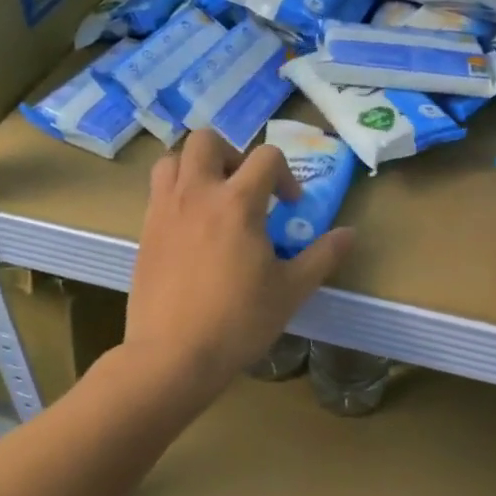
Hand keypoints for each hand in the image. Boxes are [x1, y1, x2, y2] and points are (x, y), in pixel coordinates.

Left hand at [125, 130, 354, 398]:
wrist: (173, 355)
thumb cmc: (238, 322)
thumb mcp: (291, 291)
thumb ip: (322, 256)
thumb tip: (350, 233)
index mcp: (238, 203)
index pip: (267, 157)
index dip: (286, 175)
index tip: (289, 207)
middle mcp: (197, 193)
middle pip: (208, 140)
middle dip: (232, 154)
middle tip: (245, 188)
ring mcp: (165, 209)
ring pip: (174, 159)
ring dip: (197, 167)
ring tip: (213, 199)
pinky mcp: (145, 230)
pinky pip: (158, 190)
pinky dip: (177, 192)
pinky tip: (192, 228)